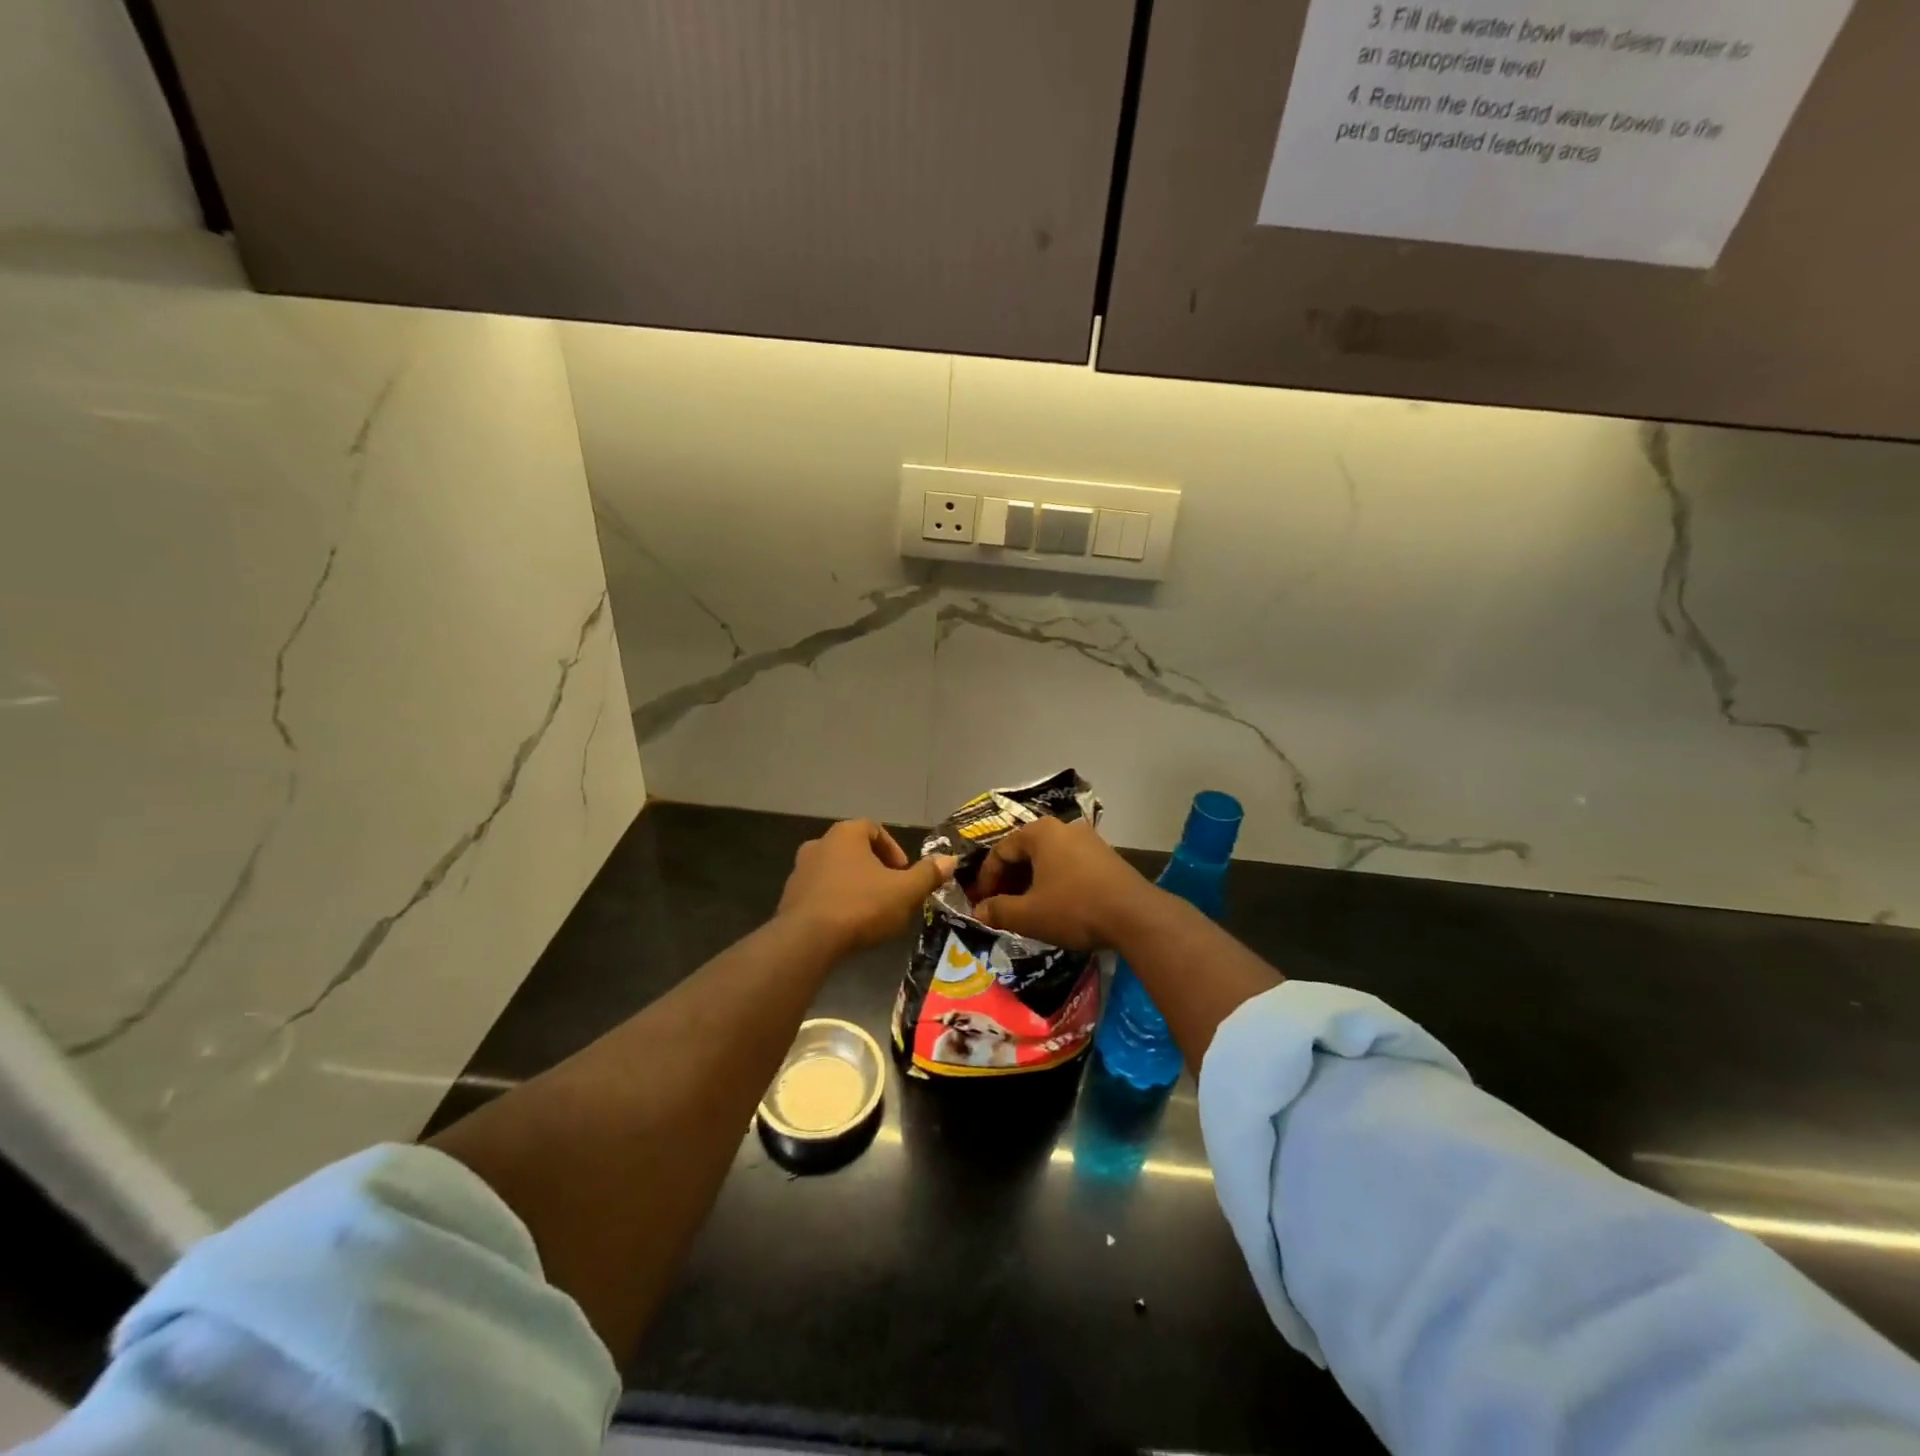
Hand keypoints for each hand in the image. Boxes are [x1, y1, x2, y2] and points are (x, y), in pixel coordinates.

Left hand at [777, 820, 956, 956]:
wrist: (807, 940)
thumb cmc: (861, 906)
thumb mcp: (905, 891)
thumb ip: (928, 874)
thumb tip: (949, 860)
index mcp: (846, 834)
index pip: (874, 828)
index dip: (893, 849)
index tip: (903, 873)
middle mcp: (819, 844)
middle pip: (853, 849)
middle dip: (874, 869)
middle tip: (890, 892)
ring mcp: (799, 871)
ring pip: (835, 871)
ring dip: (853, 885)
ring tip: (869, 911)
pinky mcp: (788, 898)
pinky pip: (819, 893)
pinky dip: (834, 901)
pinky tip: (846, 924)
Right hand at [971, 817, 1155, 951]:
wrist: (1135, 916)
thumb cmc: (1074, 908)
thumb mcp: (1029, 914)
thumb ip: (999, 911)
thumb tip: (979, 911)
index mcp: (1040, 832)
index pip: (1001, 851)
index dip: (985, 879)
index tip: (980, 903)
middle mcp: (1063, 827)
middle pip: (1025, 852)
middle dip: (1008, 880)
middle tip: (999, 906)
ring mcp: (1088, 840)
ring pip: (1048, 859)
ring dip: (1031, 881)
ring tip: (1025, 908)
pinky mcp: (1106, 857)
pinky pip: (1068, 864)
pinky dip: (1054, 881)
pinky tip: (1055, 904)